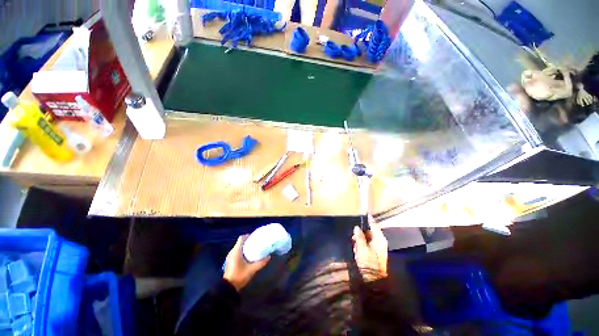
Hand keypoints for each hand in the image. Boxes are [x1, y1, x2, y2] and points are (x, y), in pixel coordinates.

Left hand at [223, 235, 270, 290]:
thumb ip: (261, 262)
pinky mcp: (230, 261)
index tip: (255, 237)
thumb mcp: (252, 269)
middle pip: (240, 242)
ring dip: (245, 246)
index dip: (248, 236)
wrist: (228, 288)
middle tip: (256, 243)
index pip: (241, 238)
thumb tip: (269, 256)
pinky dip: (242, 251)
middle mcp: (232, 252)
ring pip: (238, 247)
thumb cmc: (239, 276)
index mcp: (236, 251)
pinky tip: (248, 256)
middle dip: (248, 241)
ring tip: (253, 249)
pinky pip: (236, 252)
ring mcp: (230, 256)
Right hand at [352, 214, 387, 281]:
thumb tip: (357, 227)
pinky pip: (367, 245)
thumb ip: (359, 236)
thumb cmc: (369, 262)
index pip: (374, 225)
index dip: (369, 219)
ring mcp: (378, 248)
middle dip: (361, 234)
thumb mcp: (362, 248)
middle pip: (369, 232)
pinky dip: (362, 246)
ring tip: (356, 249)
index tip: (366, 213)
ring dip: (360, 241)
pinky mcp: (375, 253)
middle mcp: (380, 241)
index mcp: (379, 239)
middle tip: (354, 239)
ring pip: (367, 238)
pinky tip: (358, 253)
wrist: (374, 279)